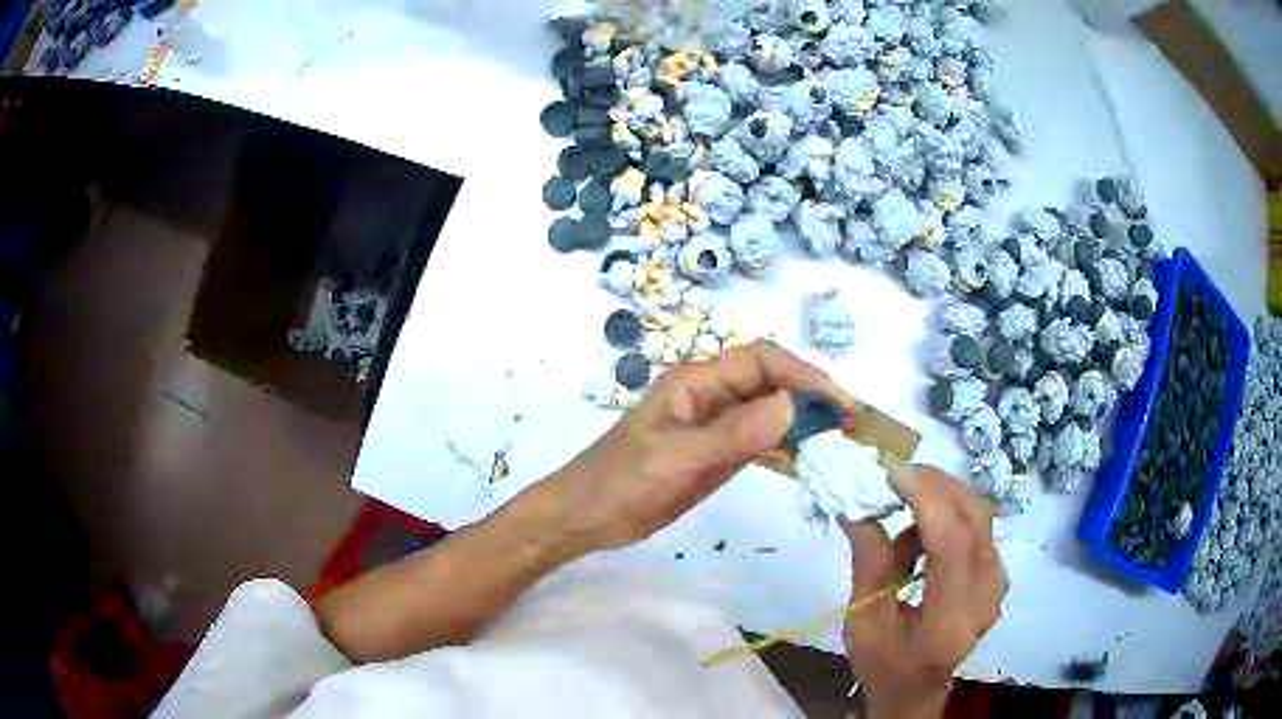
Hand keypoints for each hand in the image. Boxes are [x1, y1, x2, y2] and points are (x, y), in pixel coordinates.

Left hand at [535, 341, 858, 552]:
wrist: (587, 517)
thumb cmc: (620, 481)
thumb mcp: (676, 457)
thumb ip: (733, 433)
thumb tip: (794, 405)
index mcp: (697, 380)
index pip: (763, 361)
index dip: (805, 375)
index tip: (841, 403)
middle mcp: (712, 395)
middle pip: (773, 382)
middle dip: (813, 398)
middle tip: (852, 425)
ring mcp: (717, 425)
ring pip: (772, 412)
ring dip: (805, 423)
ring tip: (841, 443)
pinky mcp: (718, 453)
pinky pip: (762, 442)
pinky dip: (788, 448)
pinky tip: (810, 461)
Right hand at [841, 467, 1006, 718]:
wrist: (917, 687)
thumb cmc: (883, 663)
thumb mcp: (863, 623)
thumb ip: (868, 563)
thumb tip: (855, 503)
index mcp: (948, 624)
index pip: (951, 546)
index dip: (925, 498)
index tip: (890, 469)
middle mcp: (986, 599)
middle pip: (972, 520)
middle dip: (932, 486)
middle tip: (891, 475)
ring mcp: (998, 584)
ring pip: (978, 515)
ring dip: (939, 497)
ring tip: (901, 507)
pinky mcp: (998, 573)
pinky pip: (978, 524)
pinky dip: (949, 512)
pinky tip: (921, 531)